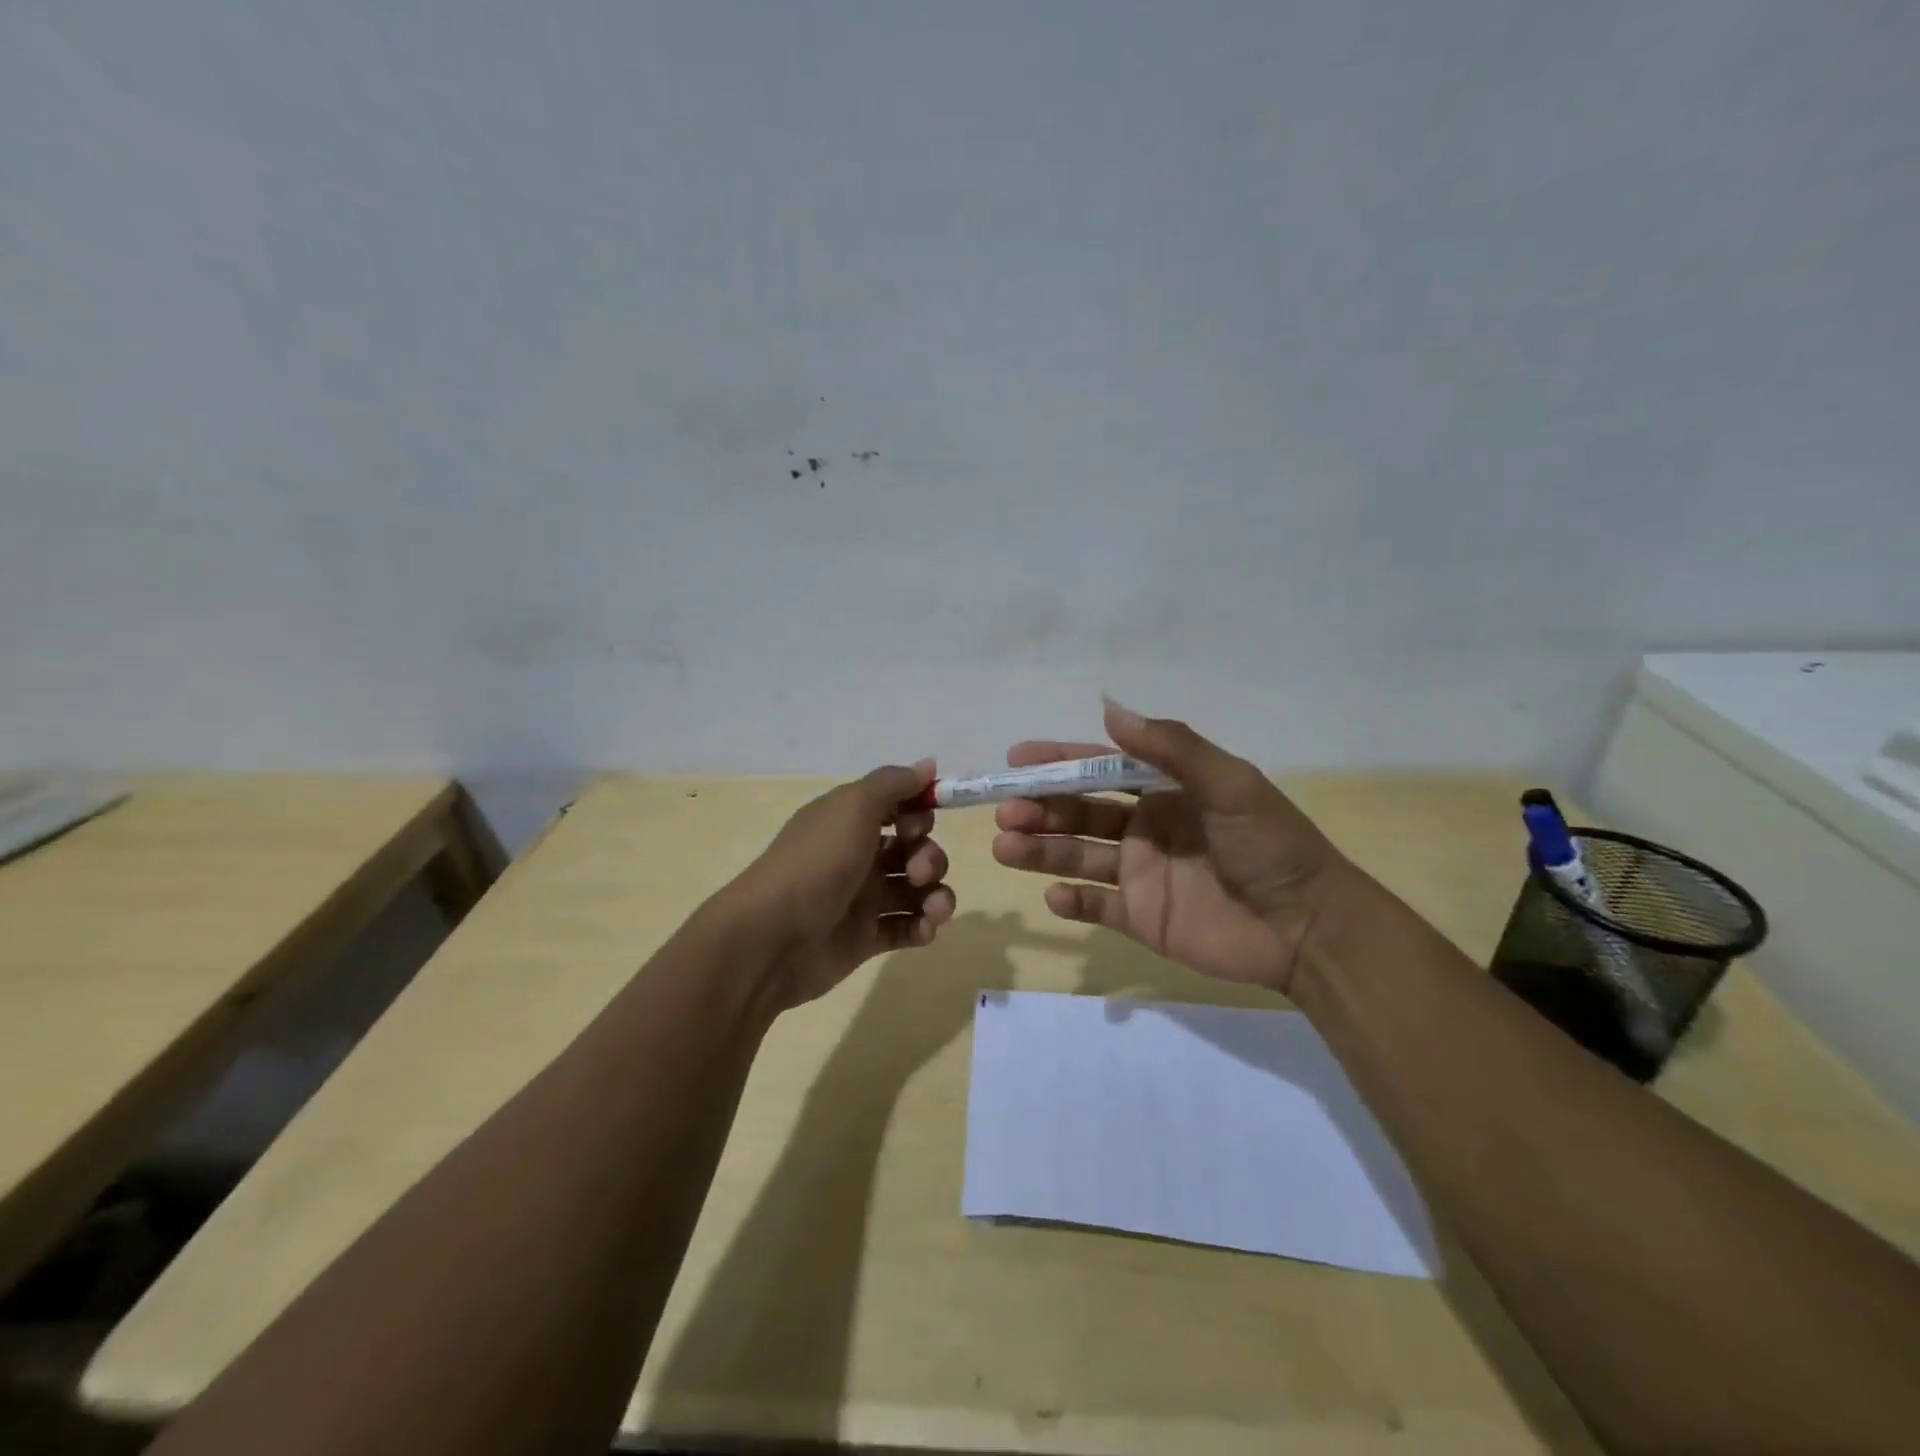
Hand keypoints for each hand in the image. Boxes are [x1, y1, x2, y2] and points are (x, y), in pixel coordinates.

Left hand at [724, 761, 956, 1009]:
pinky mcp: (866, 938)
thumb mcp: (853, 807)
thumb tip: (928, 764)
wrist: (772, 938)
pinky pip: (907, 926)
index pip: (897, 808)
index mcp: (849, 821)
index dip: (918, 813)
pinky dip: (922, 926)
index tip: (918, 823)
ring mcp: (862, 899)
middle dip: (929, 857)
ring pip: (916, 890)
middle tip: (918, 871)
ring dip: (936, 895)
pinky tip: (923, 929)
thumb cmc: (816, 863)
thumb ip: (893, 783)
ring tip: (933, 909)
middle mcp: (857, 855)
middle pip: (913, 849)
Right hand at [991, 701, 1347, 995]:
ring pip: (1078, 856)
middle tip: (1006, 812)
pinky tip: (1053, 896)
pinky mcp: (1143, 918)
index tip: (1016, 759)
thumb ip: (1171, 748)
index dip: (1058, 762)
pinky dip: (1071, 902)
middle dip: (1040, 808)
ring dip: (1041, 850)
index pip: (1100, 769)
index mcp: (1165, 791)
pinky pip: (1097, 907)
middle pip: (1080, 812)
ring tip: (1006, 847)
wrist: (1309, 928)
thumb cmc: (1270, 846)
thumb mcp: (1229, 784)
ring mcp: (1141, 874)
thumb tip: (1110, 708)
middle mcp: (1146, 827)